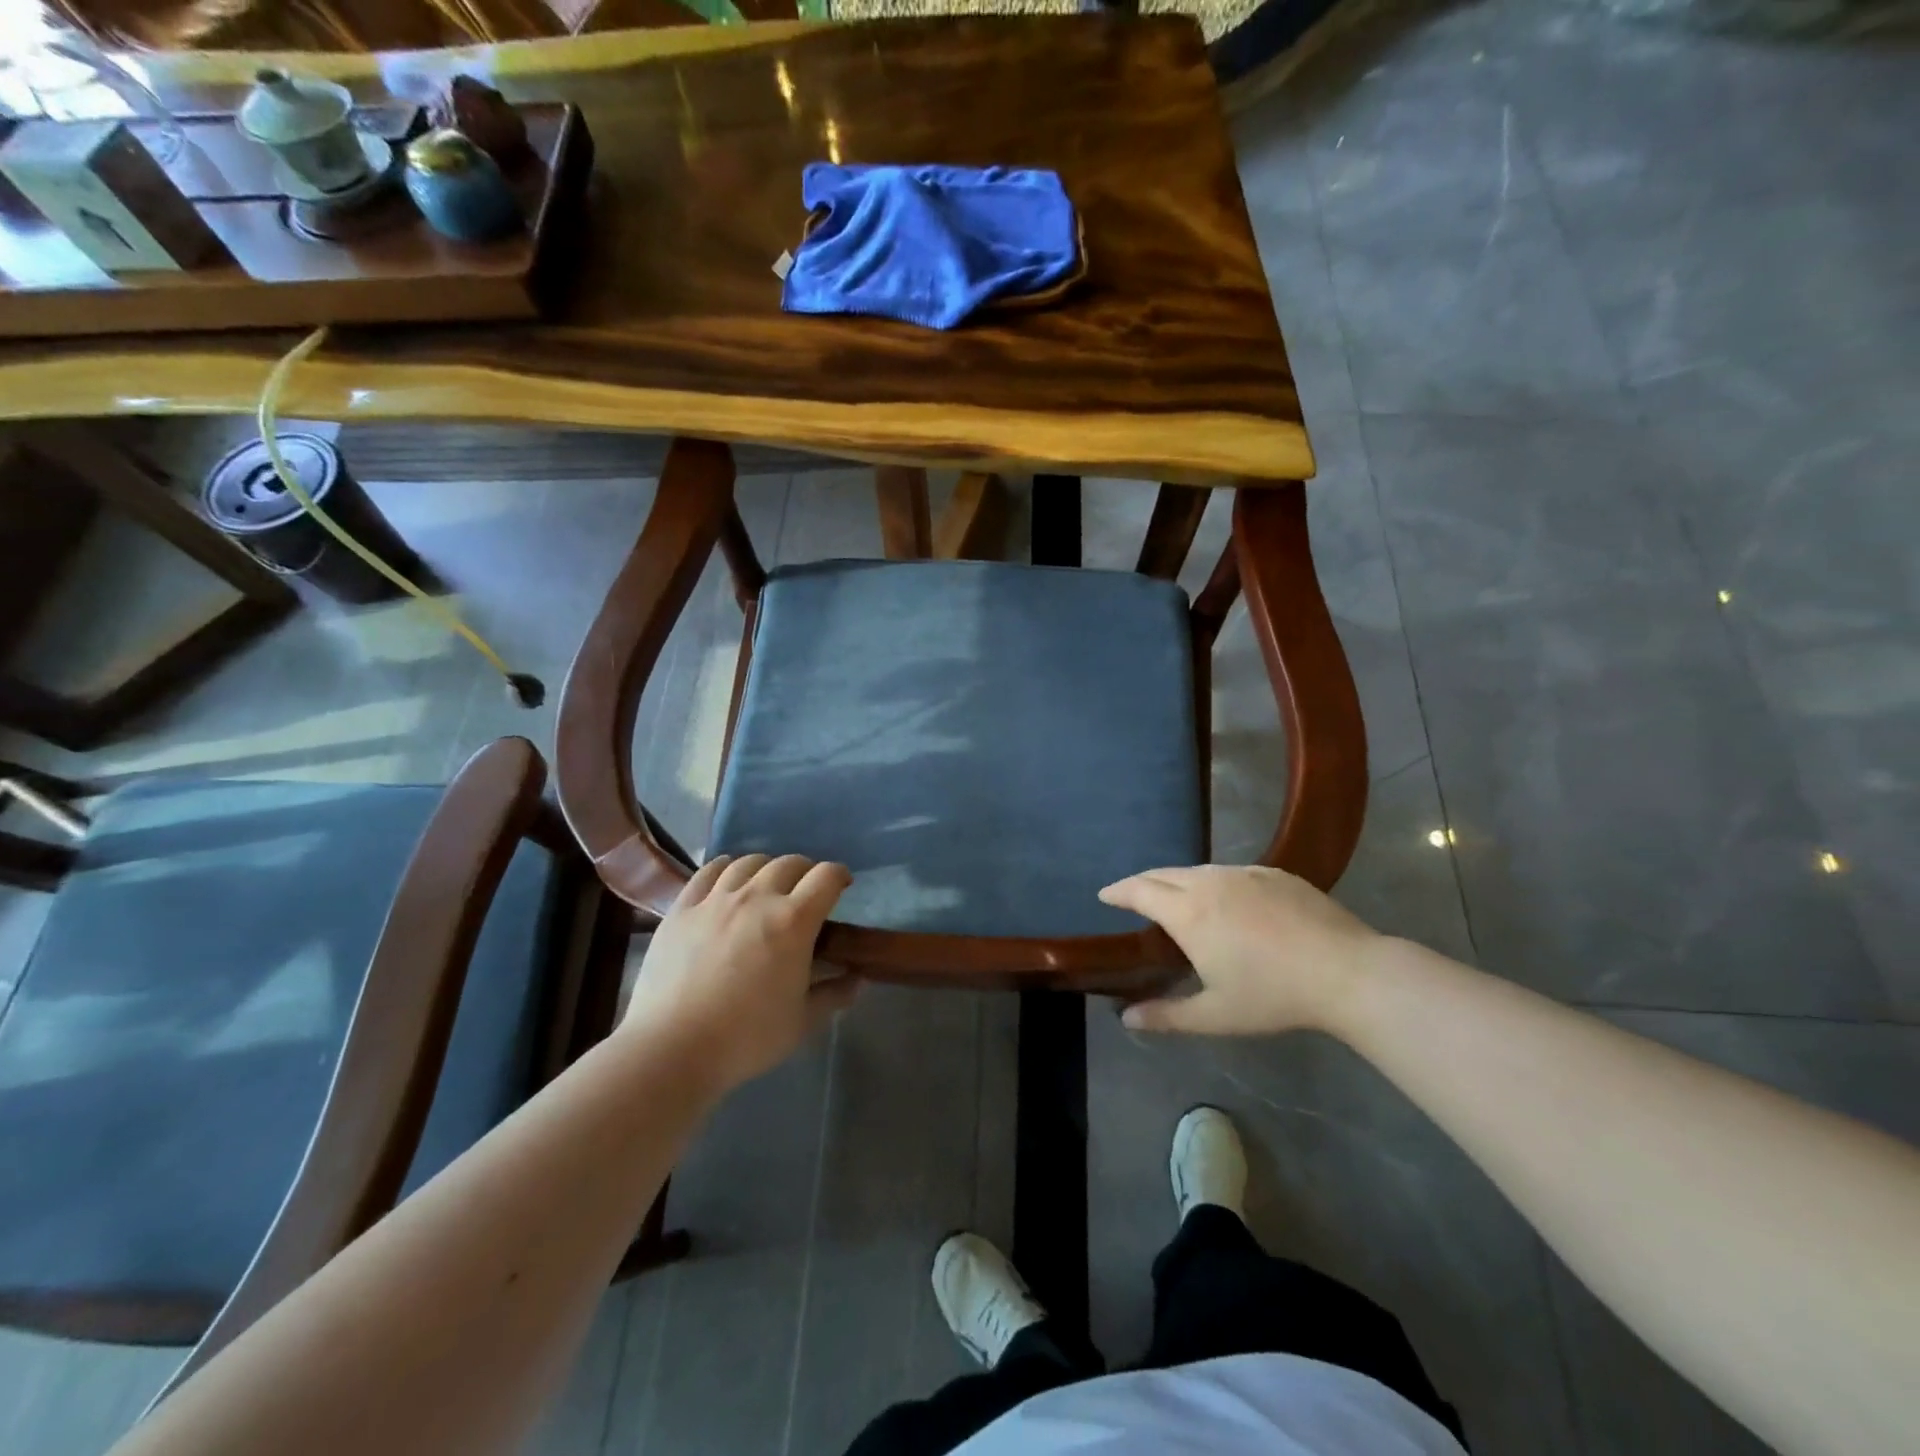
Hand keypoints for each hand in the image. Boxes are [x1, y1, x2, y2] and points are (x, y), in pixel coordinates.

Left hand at [622, 854, 859, 1091]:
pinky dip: (725, 868)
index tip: (842, 886)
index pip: (826, 877)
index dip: (839, 876)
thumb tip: (857, 980)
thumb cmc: (747, 1038)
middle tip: (806, 891)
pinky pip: (707, 872)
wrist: (672, 1048)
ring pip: (748, 862)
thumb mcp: (801, 1021)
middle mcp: (758, 897)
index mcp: (794, 921)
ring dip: (766, 867)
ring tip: (766, 884)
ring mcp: (716, 899)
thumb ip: (833, 994)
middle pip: (789, 863)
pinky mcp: (682, 908)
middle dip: (806, 871)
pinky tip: (727, 879)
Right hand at [1099, 865, 1381, 1034]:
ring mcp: (1243, 873)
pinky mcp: (1273, 873)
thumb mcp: (1215, 1015)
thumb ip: (1166, 1016)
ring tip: (1175, 899)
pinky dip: (1212, 881)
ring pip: (1197, 870)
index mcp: (1188, 912)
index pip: (1139, 890)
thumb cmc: (1274, 995)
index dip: (1118, 891)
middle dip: (1142, 883)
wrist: (1347, 972)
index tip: (1104, 895)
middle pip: (1163, 873)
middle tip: (1132, 897)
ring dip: (1177, 881)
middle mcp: (1209, 882)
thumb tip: (1126, 1019)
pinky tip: (1225, 901)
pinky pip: (1229, 872)